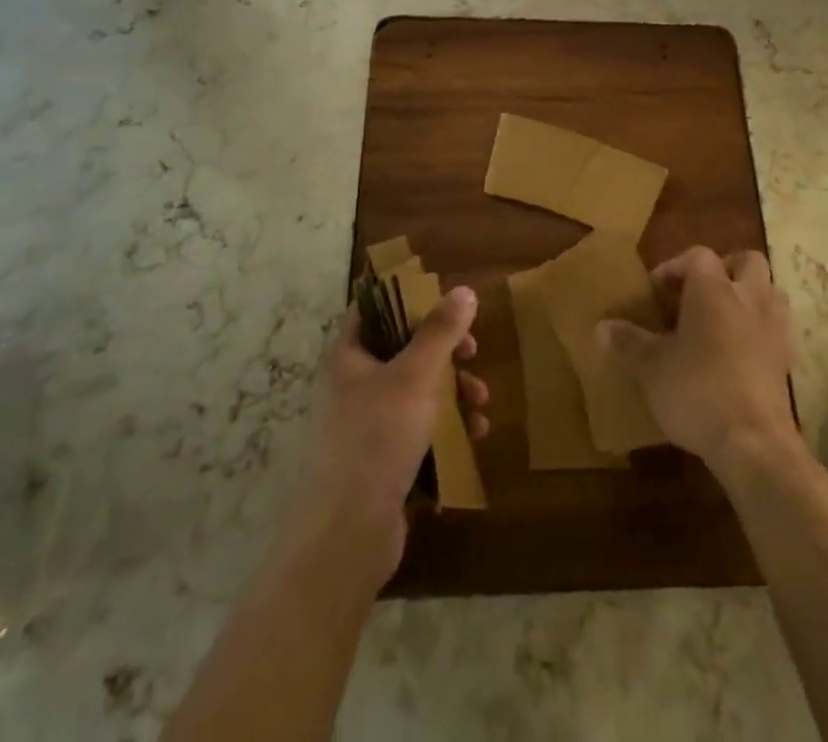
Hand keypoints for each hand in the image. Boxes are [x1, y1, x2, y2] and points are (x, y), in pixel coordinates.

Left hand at [294, 288, 490, 579]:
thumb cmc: (376, 439)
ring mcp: (366, 424)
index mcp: (349, 355)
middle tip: (473, 354)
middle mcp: (353, 384)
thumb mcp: (415, 376)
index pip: (374, 308)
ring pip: (417, 391)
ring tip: (481, 406)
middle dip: (446, 353)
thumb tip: (464, 290)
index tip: (446, 302)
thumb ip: (440, 331)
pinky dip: (446, 427)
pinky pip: (419, 429)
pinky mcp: (382, 459)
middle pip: (404, 349)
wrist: (346, 537)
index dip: (408, 298)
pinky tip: (473, 436)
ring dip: (454, 392)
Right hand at [597, 246, 795, 473]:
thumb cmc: (697, 390)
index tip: (657, 289)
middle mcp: (748, 297)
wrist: (754, 443)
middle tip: (700, 292)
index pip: (698, 256)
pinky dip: (760, 330)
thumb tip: (601, 327)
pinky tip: (740, 352)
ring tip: (723, 318)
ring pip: (770, 290)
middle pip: (747, 261)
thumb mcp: (651, 367)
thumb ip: (628, 342)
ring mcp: (774, 328)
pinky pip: (776, 328)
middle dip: (725, 269)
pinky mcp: (787, 360)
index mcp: (713, 289)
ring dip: (749, 295)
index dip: (675, 266)